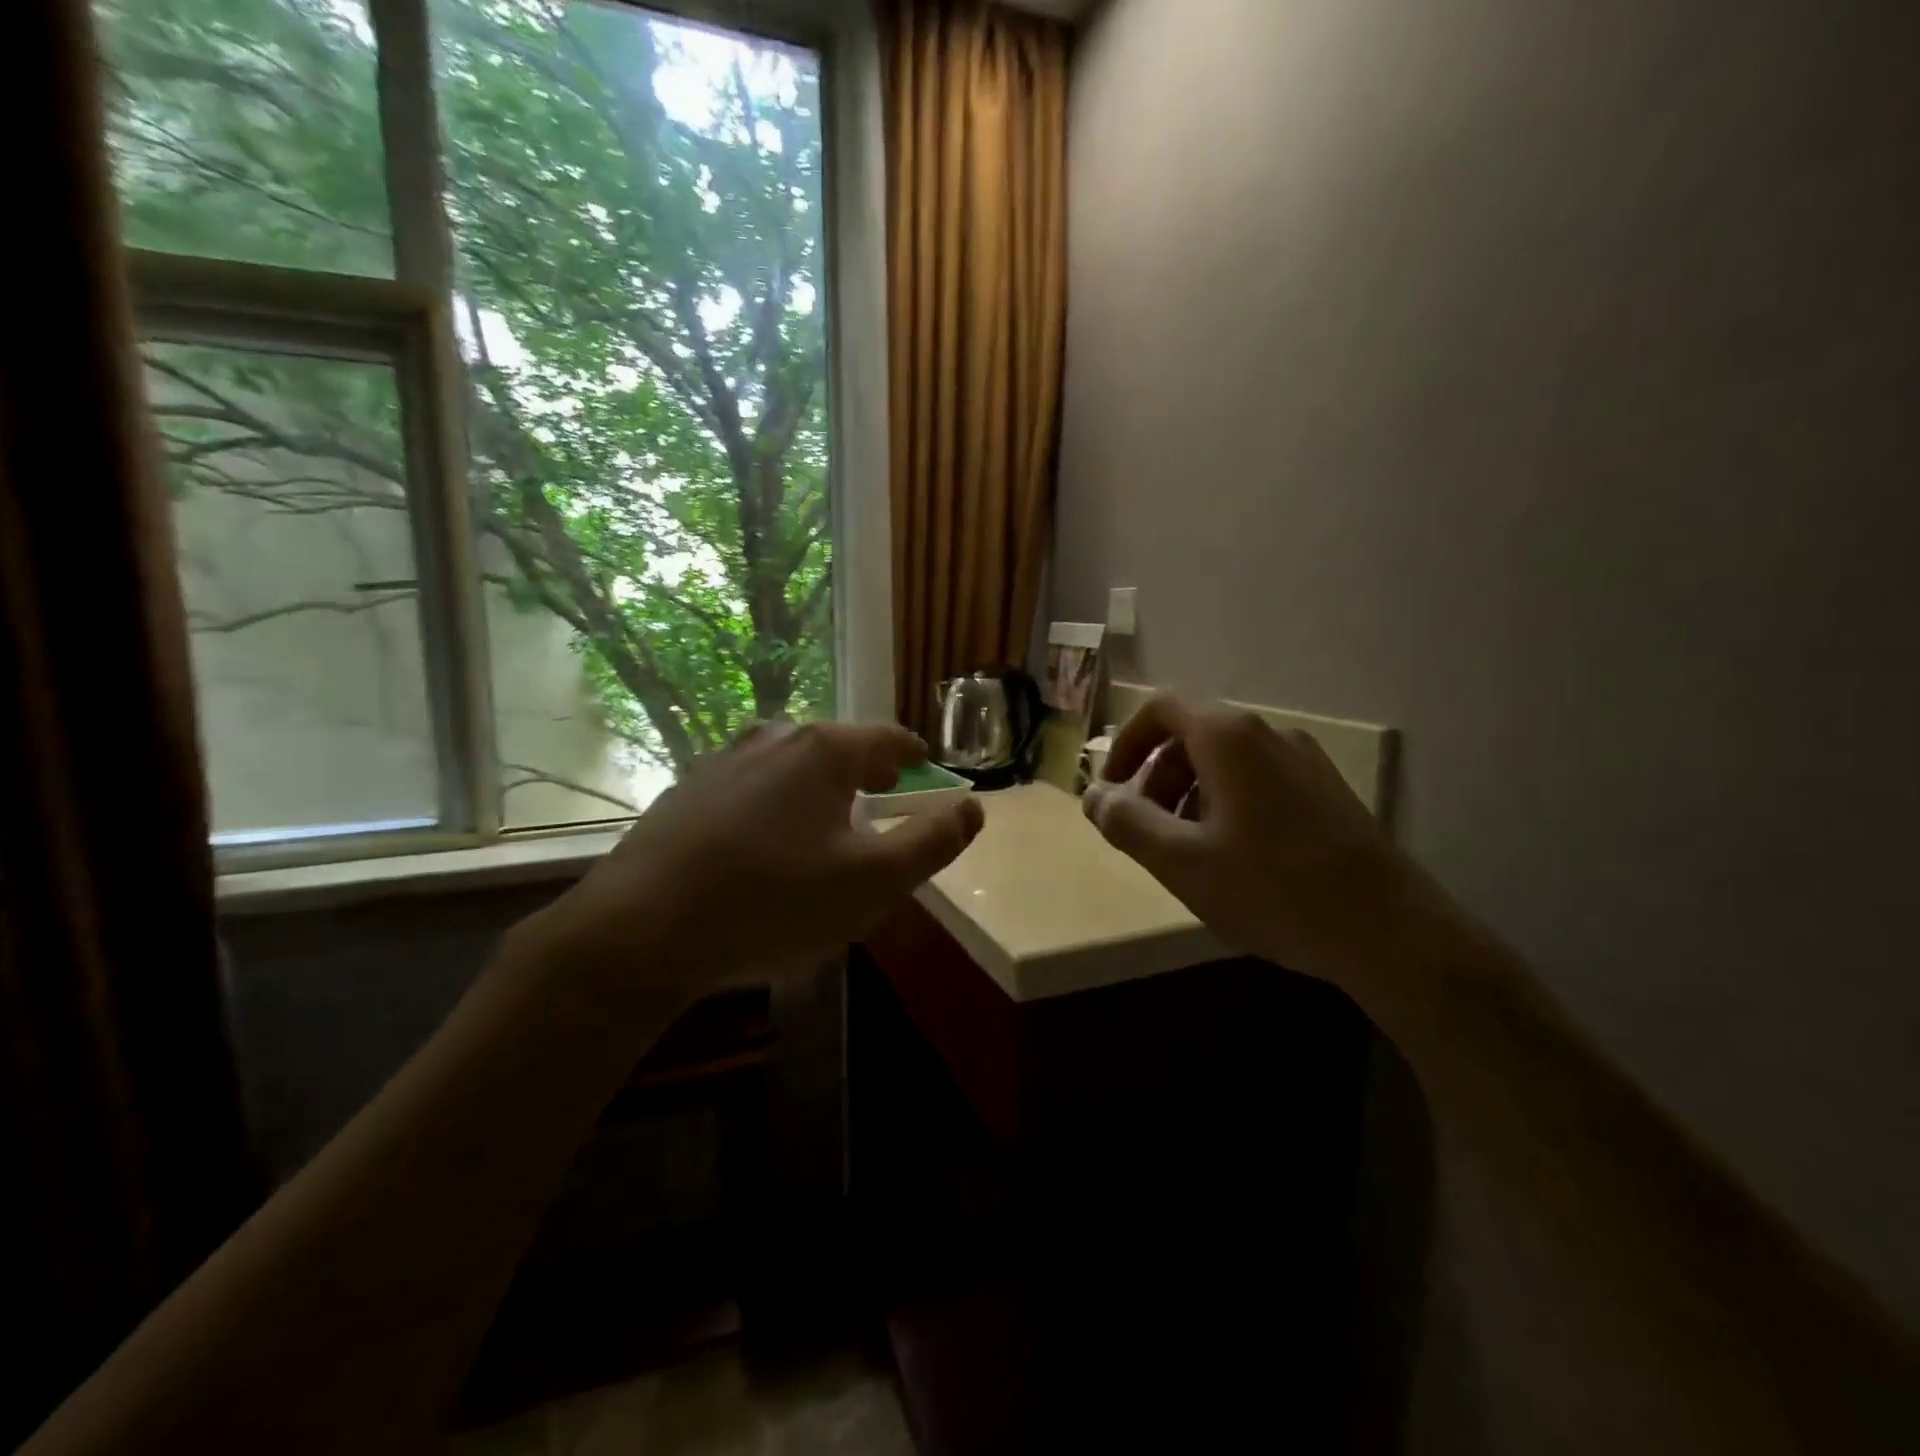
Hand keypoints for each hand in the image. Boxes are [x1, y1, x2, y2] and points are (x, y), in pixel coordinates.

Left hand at [514, 721, 983, 992]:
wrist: (640, 930)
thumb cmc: (774, 901)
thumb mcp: (874, 882)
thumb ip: (932, 842)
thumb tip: (971, 808)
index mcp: (823, 751)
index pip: (887, 739)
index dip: (913, 757)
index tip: (923, 771)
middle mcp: (772, 739)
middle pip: (837, 746)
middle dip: (867, 770)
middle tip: (884, 795)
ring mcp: (720, 762)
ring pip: (789, 765)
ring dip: (817, 786)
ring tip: (827, 820)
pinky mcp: (685, 793)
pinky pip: (750, 788)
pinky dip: (774, 803)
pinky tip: (765, 844)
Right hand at [1082, 693, 1430, 987]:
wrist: (1389, 930)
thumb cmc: (1272, 888)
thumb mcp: (1180, 860)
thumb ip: (1125, 821)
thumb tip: (1092, 795)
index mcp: (1229, 736)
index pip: (1160, 707)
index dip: (1125, 742)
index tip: (1111, 789)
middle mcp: (1268, 734)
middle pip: (1191, 735)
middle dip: (1155, 778)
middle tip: (1144, 832)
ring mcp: (1304, 761)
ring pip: (1224, 762)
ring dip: (1188, 795)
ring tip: (1187, 854)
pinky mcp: (1326, 791)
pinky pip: (1257, 782)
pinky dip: (1225, 805)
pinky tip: (1234, 861)